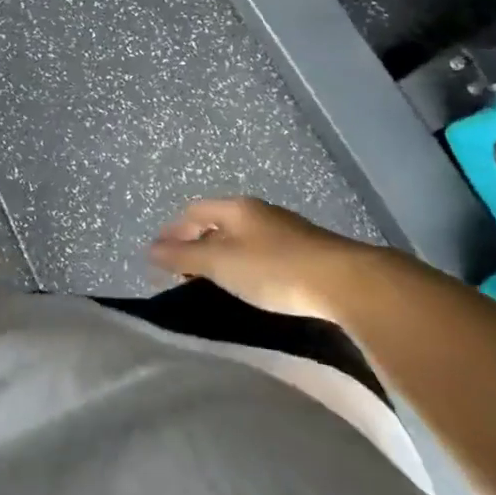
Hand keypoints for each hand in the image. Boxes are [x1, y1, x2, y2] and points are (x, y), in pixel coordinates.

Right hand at [150, 197, 379, 319]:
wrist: (345, 282)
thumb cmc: (273, 269)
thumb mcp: (221, 264)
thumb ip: (183, 257)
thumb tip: (150, 249)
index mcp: (236, 208)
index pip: (194, 211)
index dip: (173, 231)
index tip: (159, 256)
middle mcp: (259, 212)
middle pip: (217, 223)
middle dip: (196, 244)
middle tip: (181, 273)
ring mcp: (285, 230)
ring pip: (241, 238)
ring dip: (221, 256)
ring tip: (211, 282)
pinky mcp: (306, 252)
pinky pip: (262, 253)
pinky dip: (245, 266)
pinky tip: (248, 286)